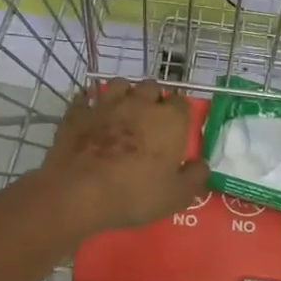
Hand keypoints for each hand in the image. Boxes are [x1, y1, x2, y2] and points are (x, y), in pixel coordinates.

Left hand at [41, 80, 208, 234]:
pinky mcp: (79, 112)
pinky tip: (92, 115)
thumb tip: (202, 165)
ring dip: (125, 94)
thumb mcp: (176, 196)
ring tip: (123, 111)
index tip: (176, 129)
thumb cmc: (135, 194)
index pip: (182, 103)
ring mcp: (107, 104)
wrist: (79, 192)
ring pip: (120, 84)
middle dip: (154, 99)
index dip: (180, 114)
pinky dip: (91, 103)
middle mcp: (140, 103)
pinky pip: (87, 98)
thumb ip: (195, 177)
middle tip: (150, 120)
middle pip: (152, 87)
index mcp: (169, 120)